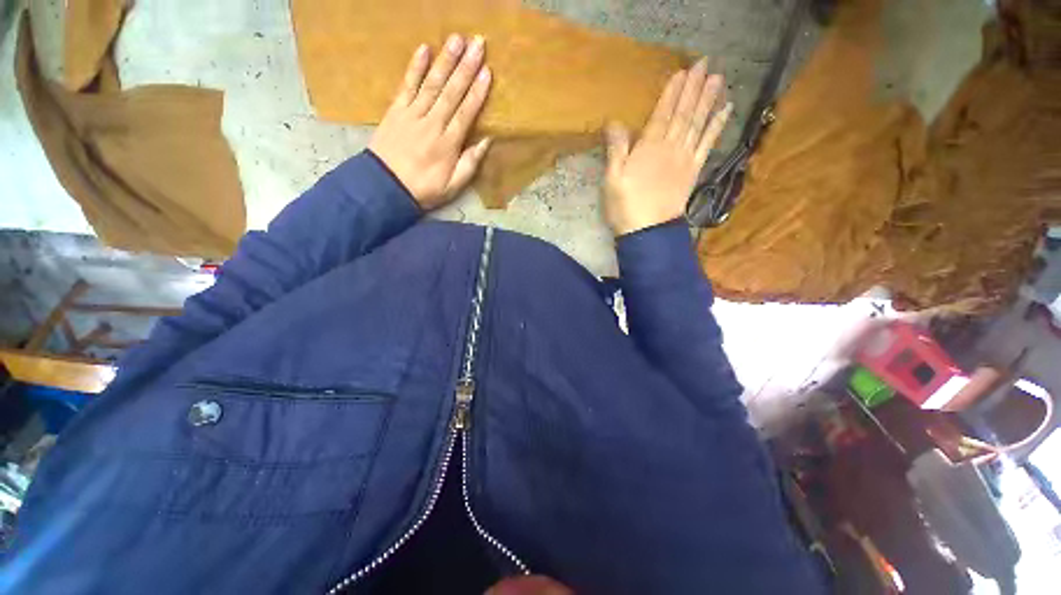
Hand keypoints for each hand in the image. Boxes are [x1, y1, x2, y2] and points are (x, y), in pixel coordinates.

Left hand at [369, 34, 492, 209]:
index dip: (477, 91)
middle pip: (451, 92)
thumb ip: (470, 163)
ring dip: (445, 60)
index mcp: (448, 143)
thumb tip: (487, 141)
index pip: (466, 112)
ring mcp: (412, 114)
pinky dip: (415, 67)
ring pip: (432, 83)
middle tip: (478, 43)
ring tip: (457, 39)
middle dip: (466, 67)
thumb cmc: (424, 189)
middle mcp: (432, 123)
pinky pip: (407, 85)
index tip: (487, 71)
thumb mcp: (453, 186)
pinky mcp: (396, 111)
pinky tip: (424, 49)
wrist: (385, 187)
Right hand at [602, 58, 732, 235]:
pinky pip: (708, 144)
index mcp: (650, 148)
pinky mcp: (693, 171)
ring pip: (698, 124)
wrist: (648, 231)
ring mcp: (685, 159)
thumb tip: (614, 122)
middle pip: (684, 114)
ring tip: (718, 79)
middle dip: (694, 88)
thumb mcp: (612, 179)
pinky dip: (717, 126)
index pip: (663, 113)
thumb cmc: (625, 206)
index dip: (673, 92)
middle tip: (705, 64)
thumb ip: (616, 149)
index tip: (682, 71)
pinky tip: (725, 111)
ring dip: (709, 101)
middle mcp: (671, 148)